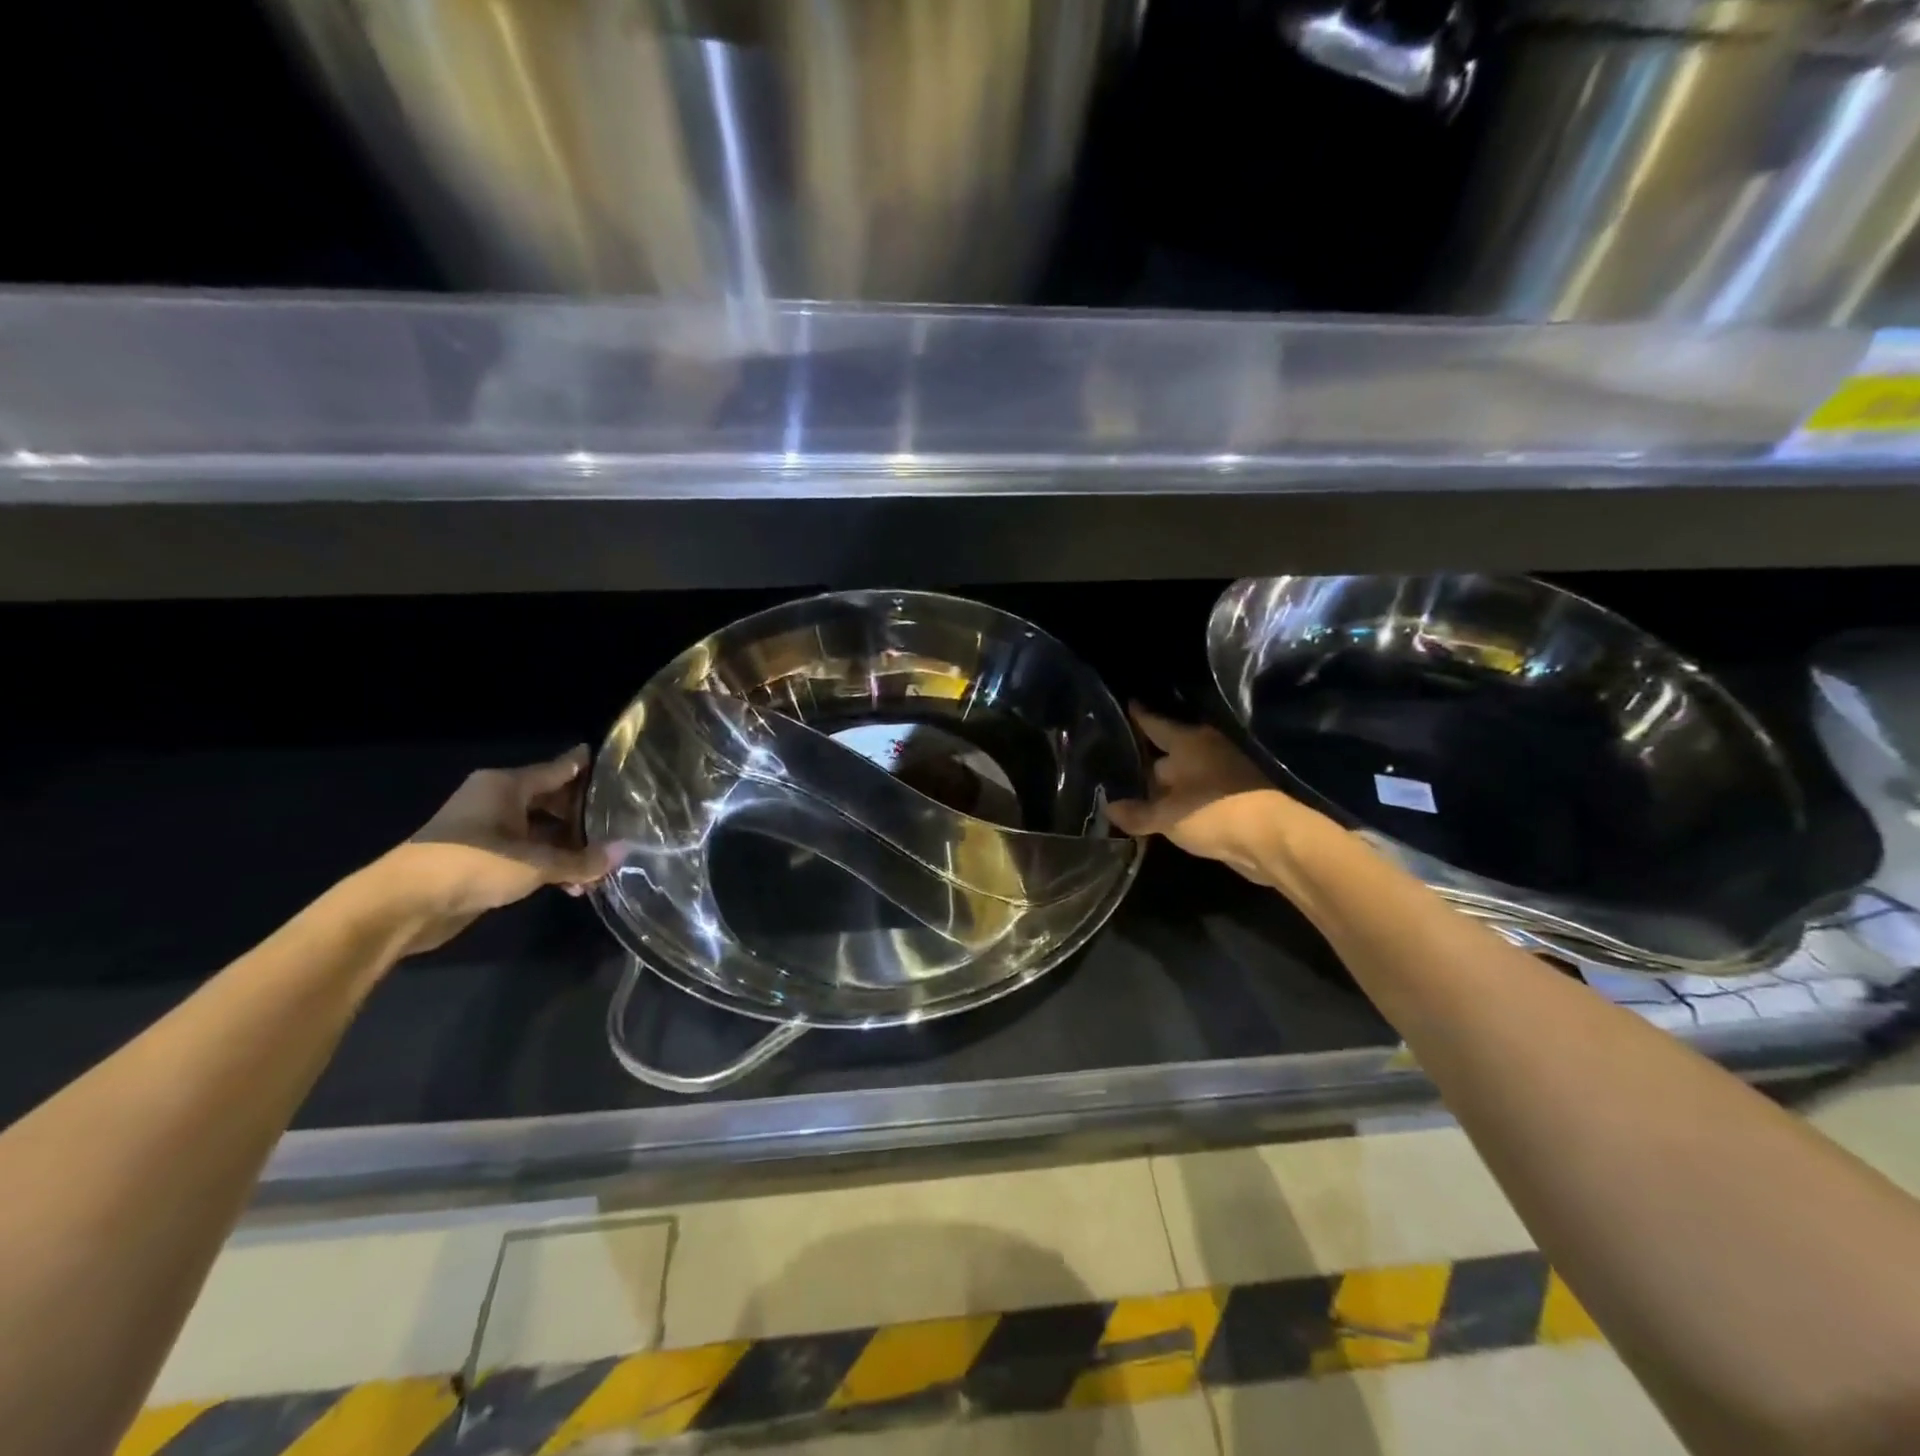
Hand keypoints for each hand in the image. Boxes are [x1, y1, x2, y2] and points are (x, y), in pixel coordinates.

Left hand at [373, 746, 612, 954]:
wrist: (403, 905)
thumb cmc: (472, 864)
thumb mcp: (536, 863)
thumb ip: (581, 860)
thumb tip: (625, 851)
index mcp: (507, 785)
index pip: (560, 768)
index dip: (591, 768)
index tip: (623, 769)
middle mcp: (498, 800)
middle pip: (554, 800)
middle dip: (586, 818)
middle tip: (623, 827)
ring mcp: (489, 830)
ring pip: (543, 831)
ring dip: (569, 849)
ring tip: (602, 866)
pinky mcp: (483, 858)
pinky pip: (528, 853)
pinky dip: (550, 865)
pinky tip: (574, 886)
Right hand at [1106, 706, 1328, 886]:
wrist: (1270, 839)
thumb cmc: (1212, 813)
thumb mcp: (1166, 817)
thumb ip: (1137, 813)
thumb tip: (1109, 808)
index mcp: (1188, 741)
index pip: (1154, 722)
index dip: (1137, 715)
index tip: (1124, 704)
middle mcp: (1205, 749)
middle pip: (1167, 748)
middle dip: (1145, 756)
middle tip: (1116, 759)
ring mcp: (1222, 770)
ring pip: (1182, 771)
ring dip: (1163, 782)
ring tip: (1134, 789)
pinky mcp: (1232, 794)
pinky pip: (1195, 790)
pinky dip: (1179, 797)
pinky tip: (1162, 808)